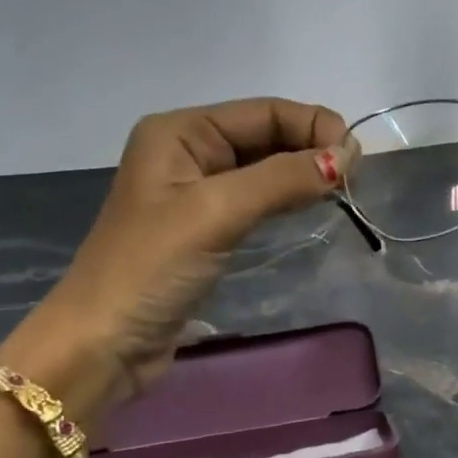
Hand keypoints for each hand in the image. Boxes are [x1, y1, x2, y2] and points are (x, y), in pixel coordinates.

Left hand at [2, 98, 351, 408]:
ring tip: (343, 189)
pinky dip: (286, 199)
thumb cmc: (151, 268)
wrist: (101, 345)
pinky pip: (256, 199)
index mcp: (180, 132)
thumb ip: (282, 179)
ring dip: (302, 173)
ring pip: (263, 168)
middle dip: (310, 148)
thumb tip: (346, 156)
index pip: (262, 112)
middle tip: (356, 176)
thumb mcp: (217, 213)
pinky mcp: (205, 228)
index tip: (356, 157)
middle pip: (264, 136)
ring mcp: (195, 192)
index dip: (312, 125)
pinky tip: (311, 206)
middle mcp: (188, 152)